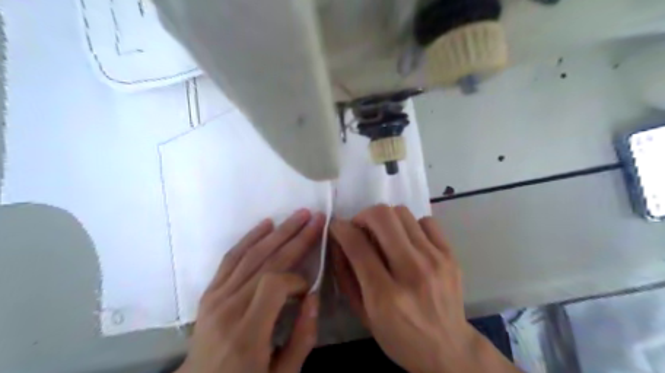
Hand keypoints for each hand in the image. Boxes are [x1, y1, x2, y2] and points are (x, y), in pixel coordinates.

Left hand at [178, 210, 325, 372]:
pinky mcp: (210, 292)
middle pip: (266, 262)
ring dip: (279, 232)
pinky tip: (266, 224)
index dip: (297, 279)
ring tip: (299, 215)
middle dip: (296, 238)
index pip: (274, 285)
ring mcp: (216, 297)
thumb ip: (302, 338)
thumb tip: (314, 297)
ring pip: (251, 255)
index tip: (308, 289)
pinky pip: (231, 258)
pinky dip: (250, 238)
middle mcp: (228, 309)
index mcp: (247, 334)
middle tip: (316, 218)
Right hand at [333, 205, 518, 370]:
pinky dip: (411, 226)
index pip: (357, 244)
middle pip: (382, 217)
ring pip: (402, 213)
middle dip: (363, 215)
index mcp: (385, 295)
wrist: (449, 349)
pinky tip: (408, 242)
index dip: (340, 228)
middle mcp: (412, 271)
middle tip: (360, 228)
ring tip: (384, 236)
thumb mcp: (363, 315)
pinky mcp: (451, 255)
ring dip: (386, 219)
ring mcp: (435, 260)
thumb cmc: (399, 337)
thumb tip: (338, 240)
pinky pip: (426, 221)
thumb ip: (347, 276)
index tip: (337, 227)